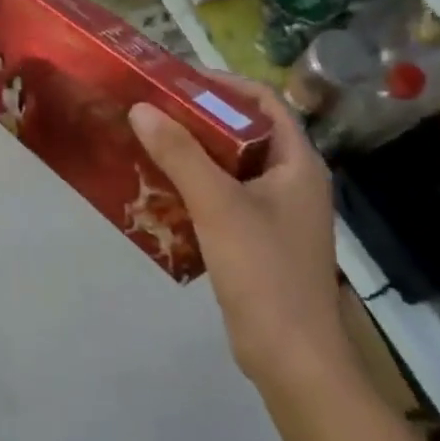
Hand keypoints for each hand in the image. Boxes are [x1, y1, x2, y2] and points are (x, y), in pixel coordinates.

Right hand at [129, 78, 348, 393]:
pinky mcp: (259, 238)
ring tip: (148, 142)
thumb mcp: (218, 205)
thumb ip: (180, 154)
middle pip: (244, 131)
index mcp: (298, 163)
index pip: (264, 102)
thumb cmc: (265, 272)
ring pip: (231, 165)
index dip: (223, 84)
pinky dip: (195, 185)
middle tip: (152, 109)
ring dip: (193, 152)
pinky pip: (224, 196)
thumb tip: (141, 108)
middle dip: (199, 117)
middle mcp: (292, 180)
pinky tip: (161, 189)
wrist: (293, 359)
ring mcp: (277, 212)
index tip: (176, 81)